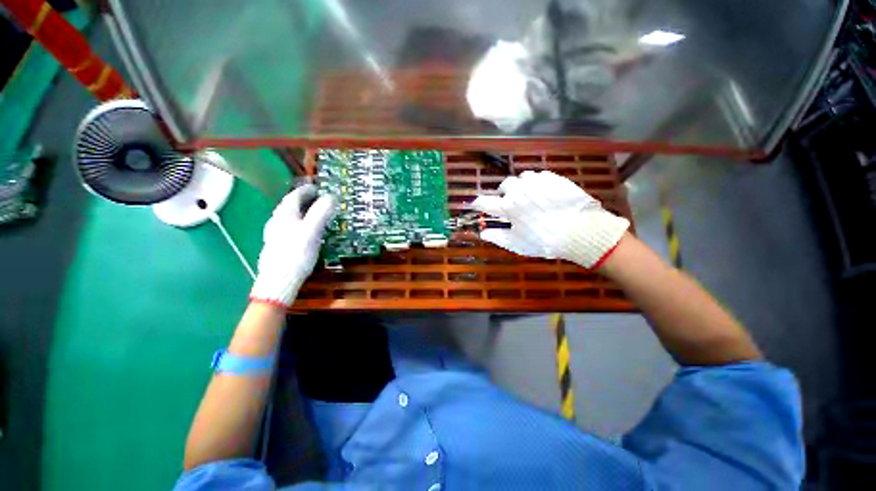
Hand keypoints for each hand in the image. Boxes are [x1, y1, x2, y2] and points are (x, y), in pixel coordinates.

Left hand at [250, 184, 336, 306]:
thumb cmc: (296, 253)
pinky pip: (289, 227)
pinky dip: (299, 223)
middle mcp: (276, 221)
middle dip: (303, 200)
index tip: (316, 187)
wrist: (279, 280)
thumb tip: (331, 197)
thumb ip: (321, 212)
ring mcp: (275, 234)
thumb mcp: (312, 230)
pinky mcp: (277, 245)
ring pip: (288, 217)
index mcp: (284, 215)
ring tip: (313, 213)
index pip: (294, 196)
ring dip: (301, 212)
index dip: (306, 190)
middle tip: (317, 198)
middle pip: (289, 205)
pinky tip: (304, 231)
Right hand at [471, 171, 628, 268]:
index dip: (477, 203)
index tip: (475, 204)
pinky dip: (537, 184)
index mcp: (508, 206)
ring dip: (520, 187)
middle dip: (503, 193)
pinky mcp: (554, 178)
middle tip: (510, 203)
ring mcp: (538, 181)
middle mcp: (520, 189)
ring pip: (522, 178)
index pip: (485, 202)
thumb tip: (482, 233)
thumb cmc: (544, 240)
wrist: (581, 231)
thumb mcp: (517, 243)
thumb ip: (497, 237)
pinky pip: (539, 176)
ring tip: (528, 197)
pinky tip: (544, 194)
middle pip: (504, 185)